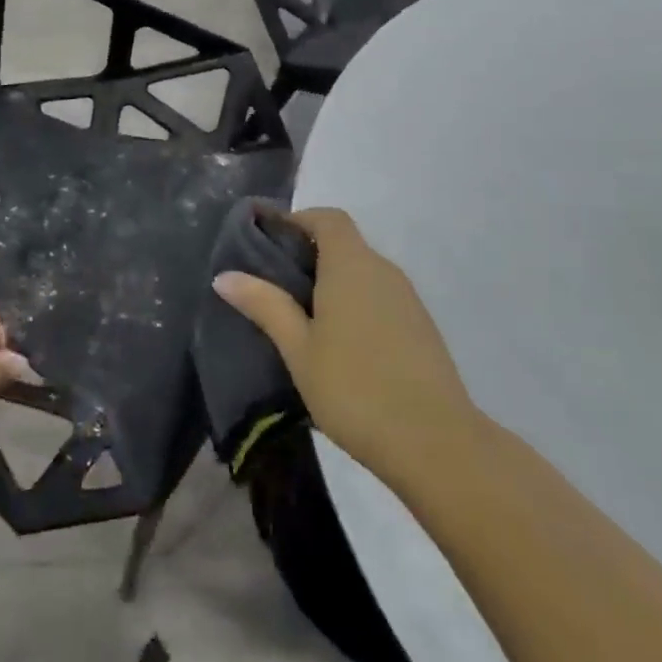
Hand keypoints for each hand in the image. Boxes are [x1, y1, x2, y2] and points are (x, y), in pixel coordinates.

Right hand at [214, 207, 480, 497]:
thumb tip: (225, 275)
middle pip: (345, 243)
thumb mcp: (298, 349)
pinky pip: (380, 297)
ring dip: (333, 281)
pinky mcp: (421, 328)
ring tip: (301, 316)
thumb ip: (265, 305)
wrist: (436, 442)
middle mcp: (383, 270)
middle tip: (274, 283)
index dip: (297, 220)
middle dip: (309, 254)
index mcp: (351, 265)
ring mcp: (408, 299)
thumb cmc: (355, 388)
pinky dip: (356, 303)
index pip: (327, 219)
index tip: (268, 239)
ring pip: (363, 273)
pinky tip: (340, 343)